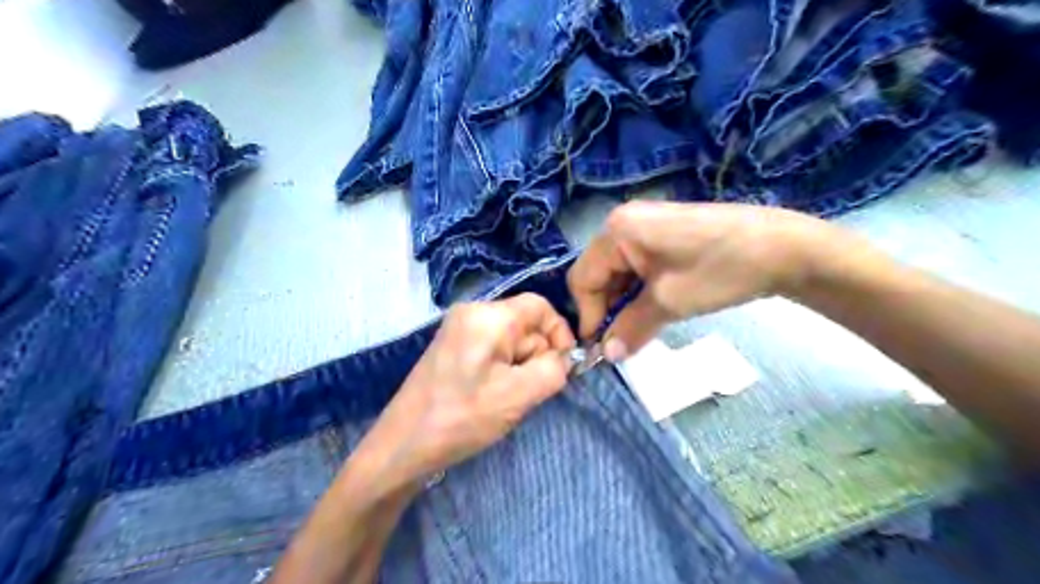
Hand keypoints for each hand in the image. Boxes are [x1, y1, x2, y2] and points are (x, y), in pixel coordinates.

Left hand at [355, 293, 572, 486]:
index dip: (560, 332)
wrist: (403, 445)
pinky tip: (493, 396)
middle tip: (528, 392)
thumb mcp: (519, 395)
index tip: (565, 365)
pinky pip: (493, 350)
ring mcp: (459, 330)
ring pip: (510, 340)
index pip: (540, 306)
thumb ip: (554, 370)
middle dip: (536, 356)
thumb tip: (564, 359)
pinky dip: (503, 370)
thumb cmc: (462, 418)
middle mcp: (472, 313)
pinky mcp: (453, 348)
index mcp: (487, 316)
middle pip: (525, 324)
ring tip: (506, 399)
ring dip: (520, 367)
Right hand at [567, 201, 852, 357]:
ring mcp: (644, 224)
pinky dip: (639, 290)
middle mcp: (623, 221)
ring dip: (624, 302)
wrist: (783, 247)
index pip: (582, 278)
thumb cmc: (719, 270)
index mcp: (617, 230)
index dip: (588, 315)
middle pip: (598, 273)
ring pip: (617, 272)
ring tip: (641, 327)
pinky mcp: (663, 233)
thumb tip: (607, 355)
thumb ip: (630, 329)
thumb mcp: (669, 303)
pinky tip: (655, 307)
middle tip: (622, 340)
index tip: (602, 347)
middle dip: (607, 309)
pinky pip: (637, 265)